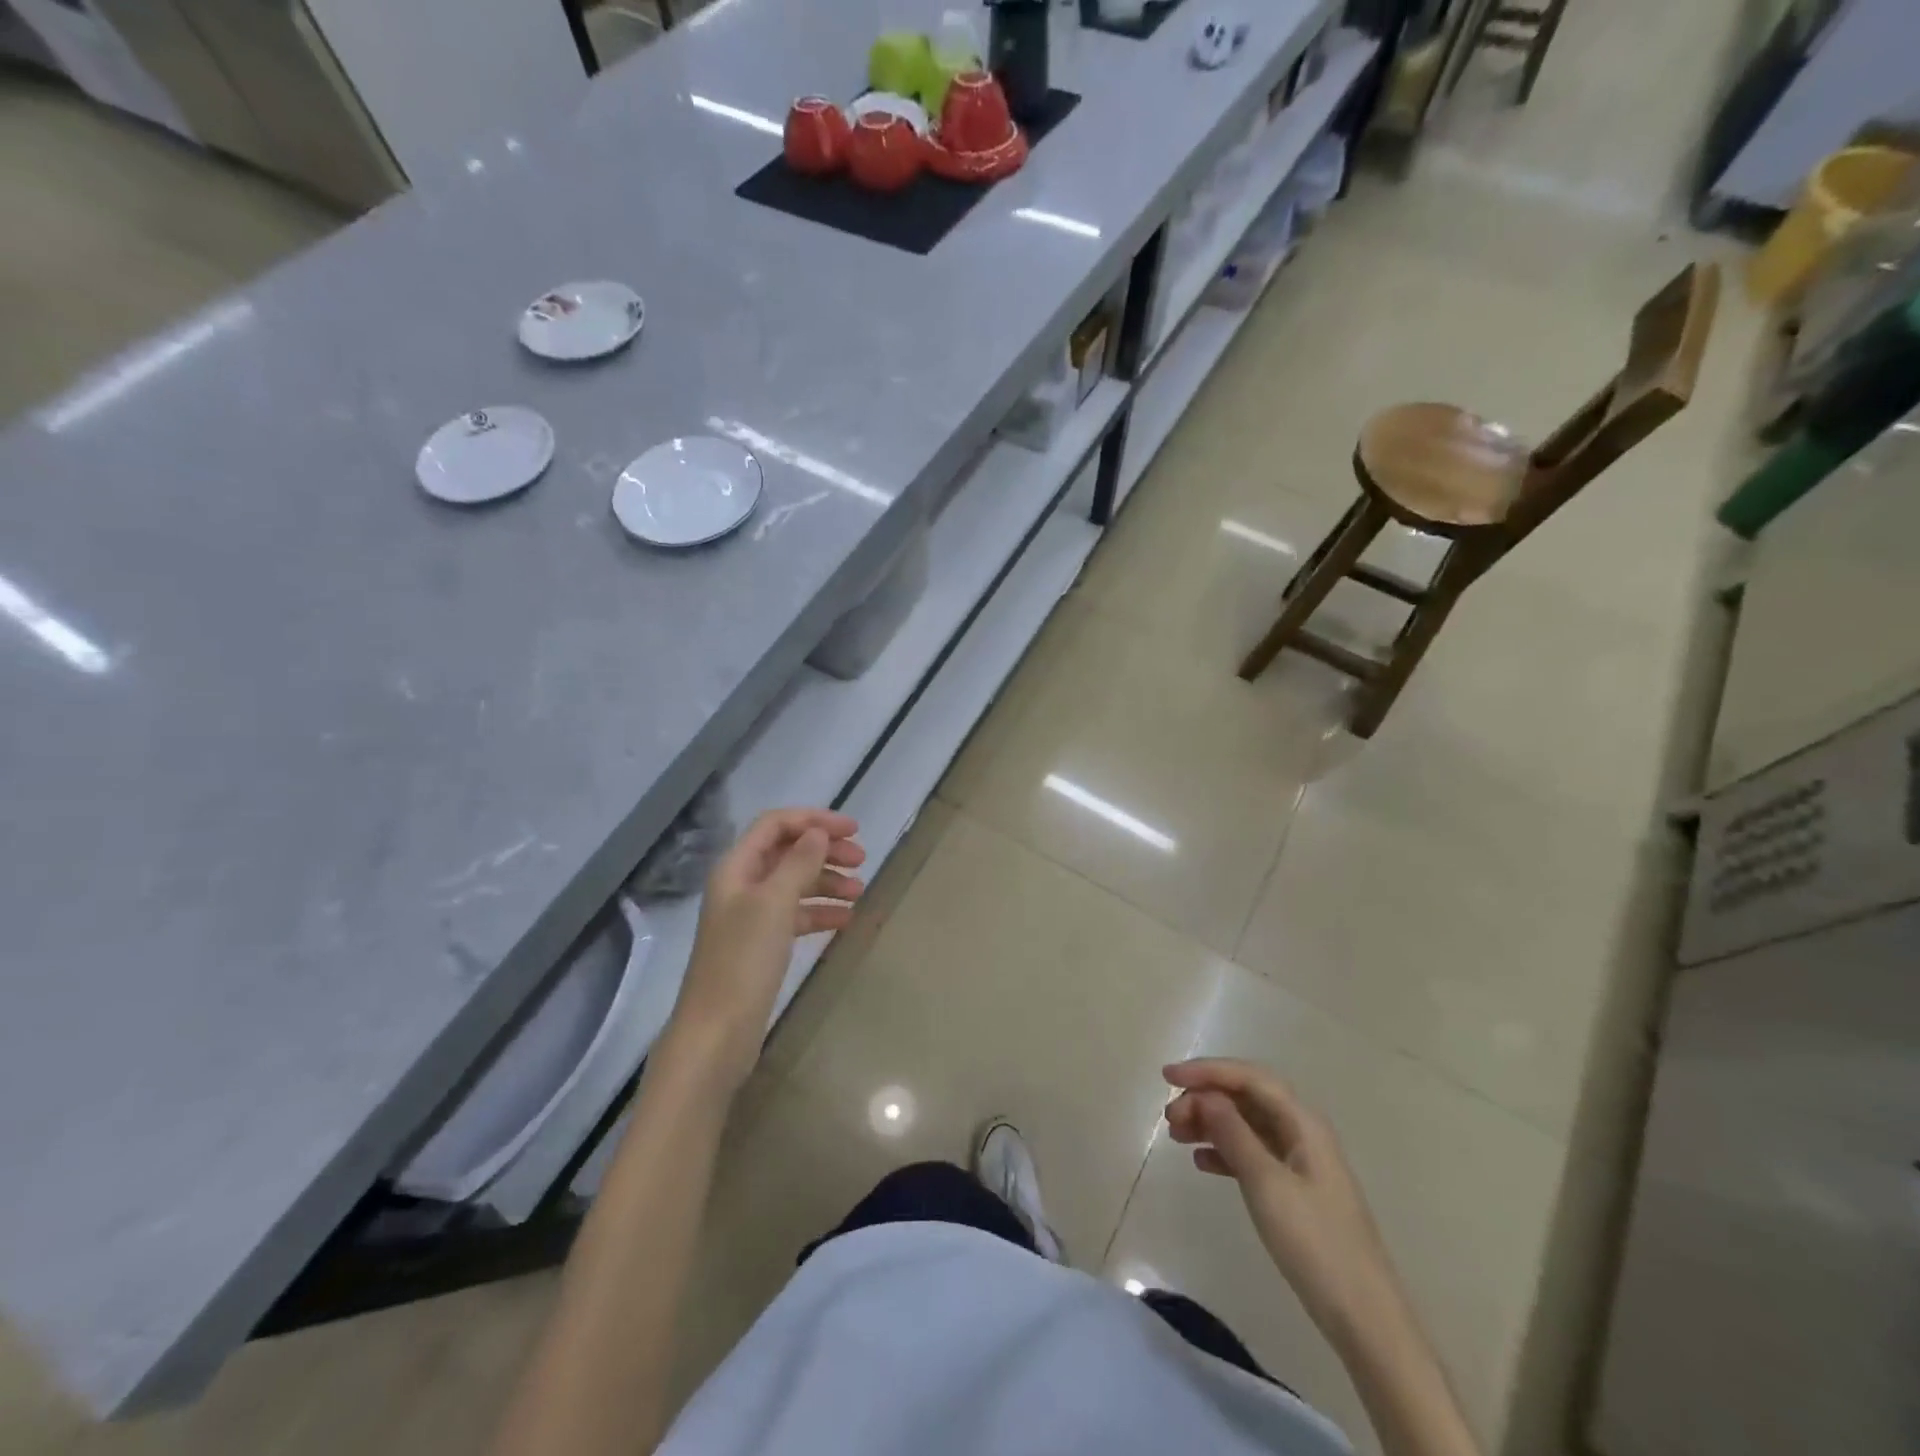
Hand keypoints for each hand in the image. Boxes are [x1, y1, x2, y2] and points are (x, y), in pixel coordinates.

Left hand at [665, 809, 864, 1091]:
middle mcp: (742, 886)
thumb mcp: (774, 903)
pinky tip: (846, 920)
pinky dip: (820, 912)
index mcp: (736, 867)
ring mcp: (751, 917)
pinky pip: (796, 916)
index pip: (776, 825)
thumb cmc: (744, 960)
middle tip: (862, 860)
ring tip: (860, 892)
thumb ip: (799, 863)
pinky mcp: (762, 945)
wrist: (717, 1032)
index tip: (853, 830)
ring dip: (827, 882)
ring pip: (795, 884)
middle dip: (825, 851)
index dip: (814, 820)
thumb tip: (818, 833)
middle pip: (787, 852)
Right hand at [1164, 1059, 1408, 1355]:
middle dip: (1205, 1098)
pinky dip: (1224, 1151)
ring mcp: (1299, 1162)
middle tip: (1170, 1119)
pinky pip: (1251, 1153)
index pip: (1249, 1077)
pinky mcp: (1294, 1189)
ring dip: (1210, 1123)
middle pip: (1246, 1097)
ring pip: (1246, 1124)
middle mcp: (1302, 1132)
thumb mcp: (1266, 1183)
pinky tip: (1201, 1163)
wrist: (1364, 1317)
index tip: (1167, 1078)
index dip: (1207, 1070)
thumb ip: (1232, 1133)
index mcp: (1302, 1122)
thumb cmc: (1315, 1243)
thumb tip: (1205, 1095)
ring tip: (1176, 1137)